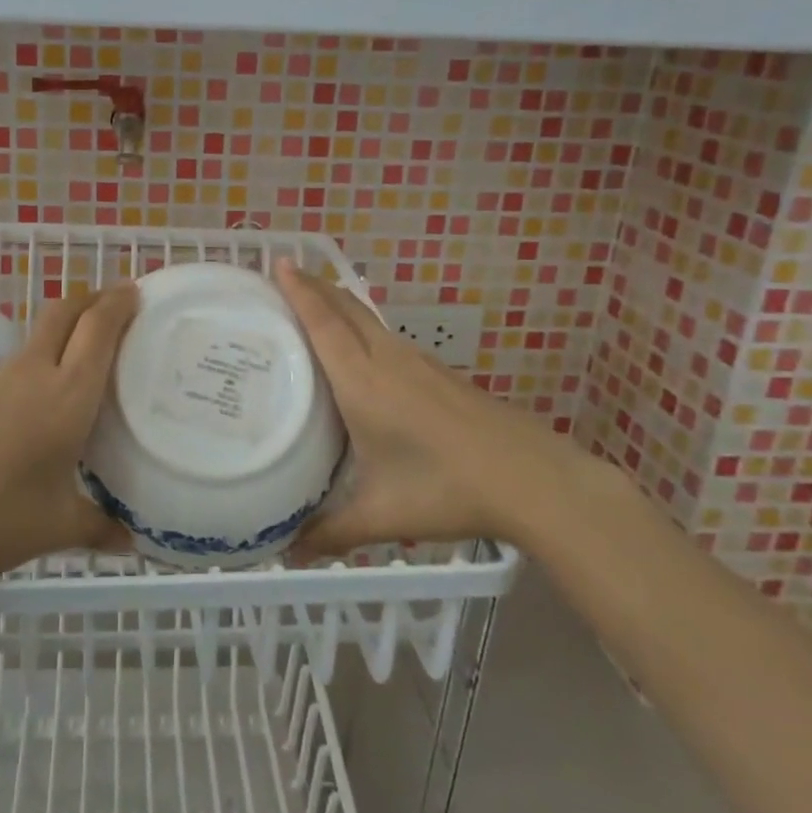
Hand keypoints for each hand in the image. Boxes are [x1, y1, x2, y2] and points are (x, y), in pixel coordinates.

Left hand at [0, 282, 137, 586]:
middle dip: (93, 299)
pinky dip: (45, 358)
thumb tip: (128, 541)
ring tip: (89, 352)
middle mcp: (34, 374)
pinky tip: (47, 396)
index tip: (137, 291)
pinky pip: (21, 362)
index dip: (119, 303)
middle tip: (118, 304)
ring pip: (40, 334)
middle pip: (64, 312)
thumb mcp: (57, 528)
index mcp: (67, 395)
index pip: (98, 329)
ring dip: (67, 327)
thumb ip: (99, 527)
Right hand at [272, 260, 575, 555]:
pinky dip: (364, 329)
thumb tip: (287, 551)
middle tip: (286, 274)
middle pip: (347, 308)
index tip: (279, 261)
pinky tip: (364, 354)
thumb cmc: (447, 488)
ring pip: (370, 320)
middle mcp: (388, 361)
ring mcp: (419, 364)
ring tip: (315, 306)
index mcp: (363, 382)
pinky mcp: (440, 375)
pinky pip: (388, 338)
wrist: (532, 479)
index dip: (300, 290)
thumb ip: (330, 531)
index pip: (324, 324)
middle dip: (315, 286)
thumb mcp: (382, 514)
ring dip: (340, 304)